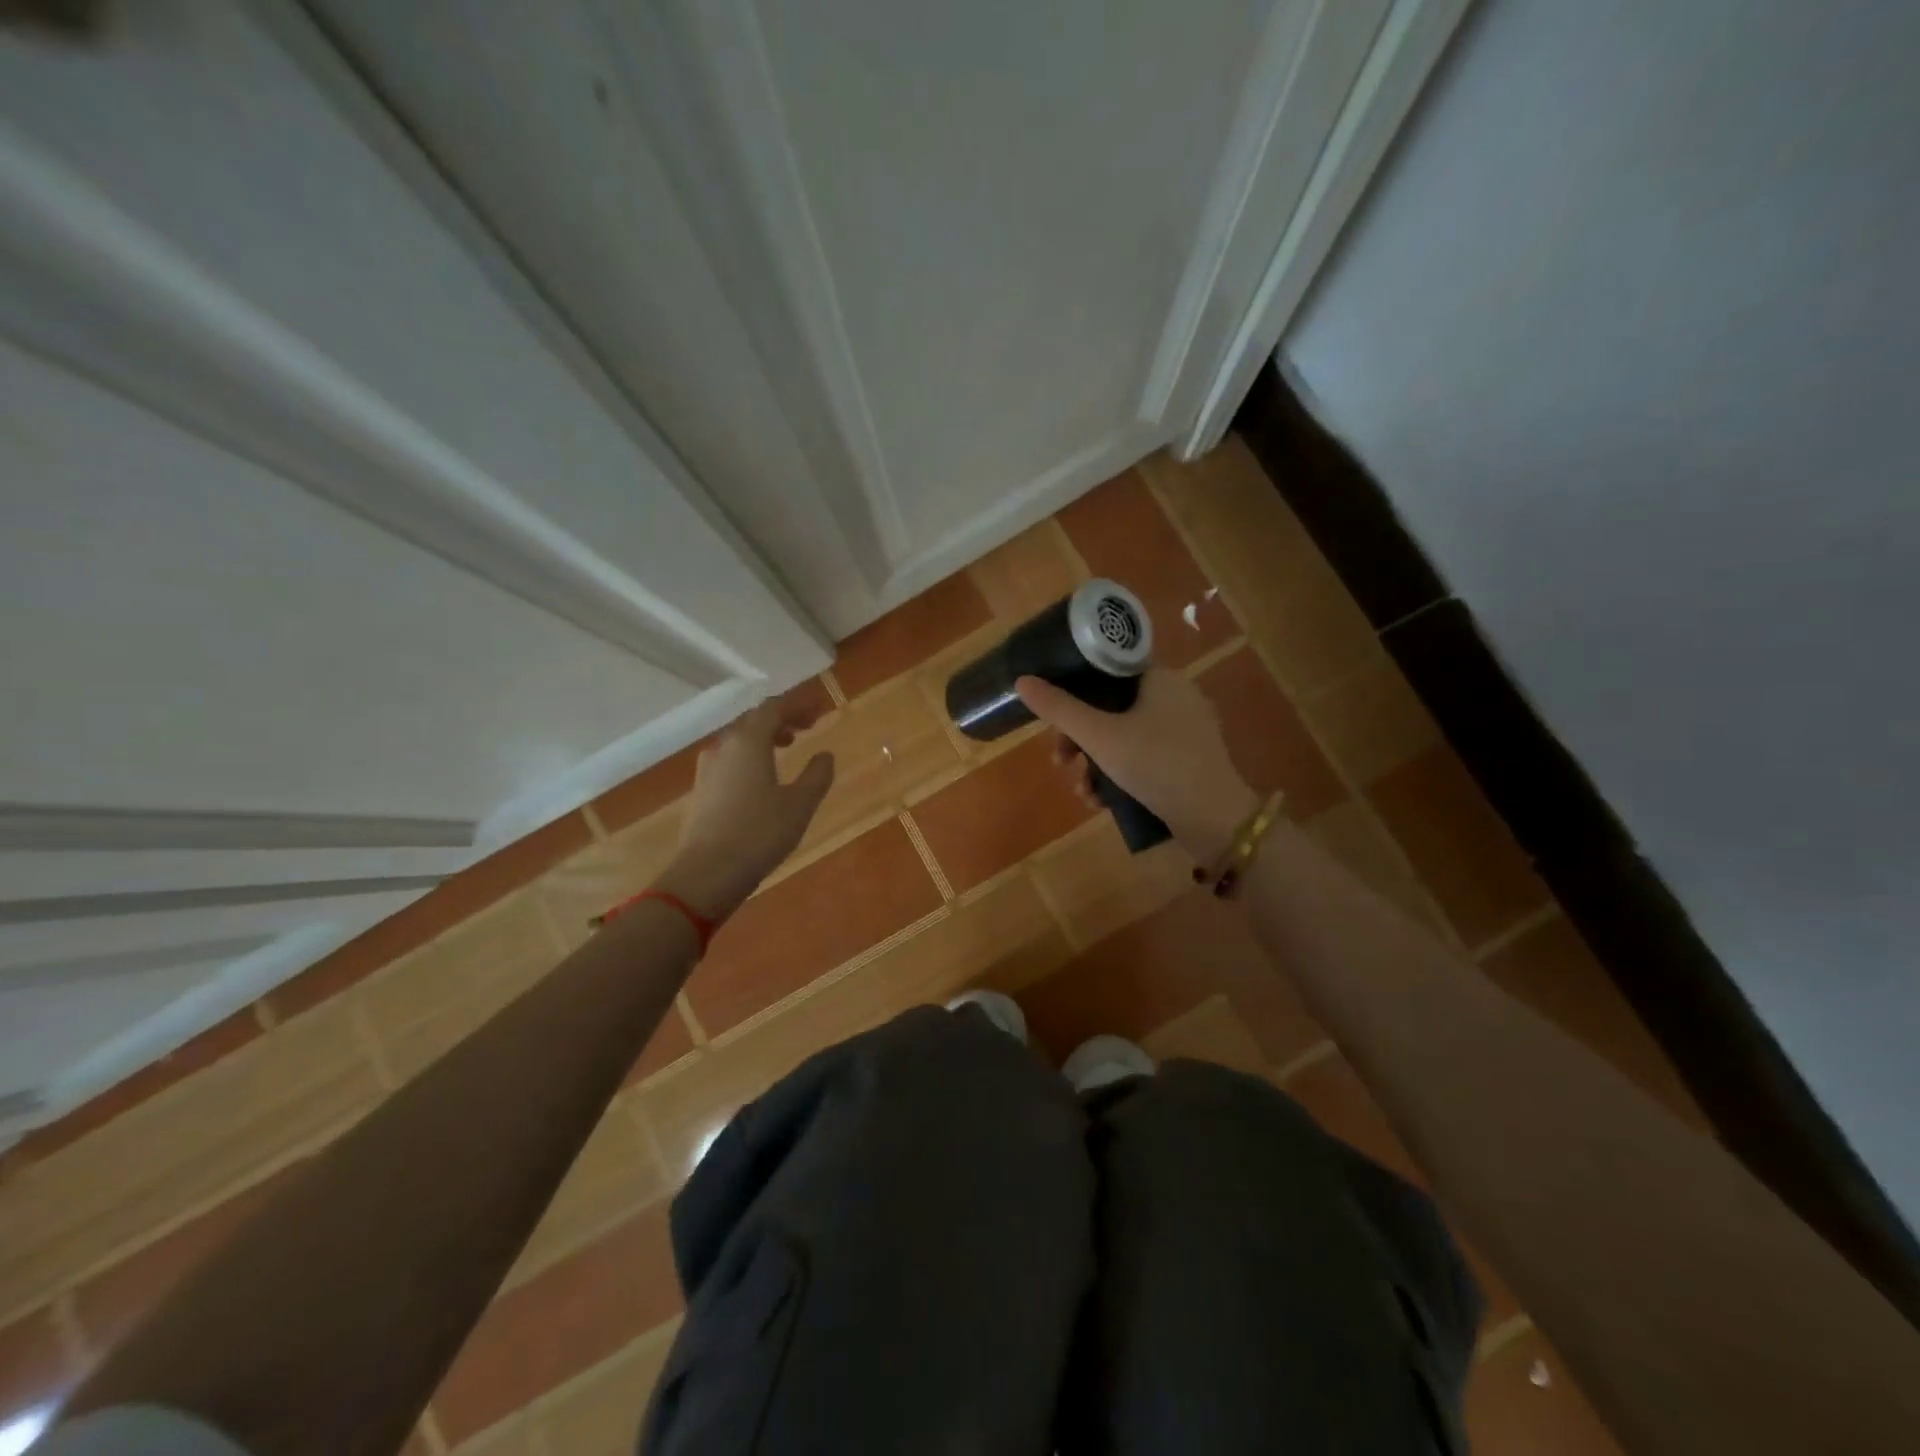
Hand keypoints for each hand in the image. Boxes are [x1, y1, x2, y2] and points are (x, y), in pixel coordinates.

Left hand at [659, 694, 835, 919]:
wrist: (707, 874)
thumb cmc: (760, 833)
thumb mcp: (800, 805)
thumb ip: (816, 775)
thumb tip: (825, 755)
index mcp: (749, 741)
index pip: (774, 708)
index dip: (798, 705)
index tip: (819, 710)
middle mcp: (724, 746)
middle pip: (754, 719)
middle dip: (782, 718)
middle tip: (808, 726)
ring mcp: (708, 768)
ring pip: (739, 739)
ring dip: (765, 736)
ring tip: (787, 746)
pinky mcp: (701, 790)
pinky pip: (730, 758)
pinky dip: (750, 755)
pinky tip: (762, 775)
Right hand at [1015, 669, 1255, 861]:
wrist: (1215, 818)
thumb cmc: (1155, 765)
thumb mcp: (1099, 737)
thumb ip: (1059, 709)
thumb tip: (1022, 680)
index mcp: (1160, 678)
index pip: (1106, 670)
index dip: (1073, 691)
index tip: (1054, 721)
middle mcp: (1176, 696)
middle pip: (1111, 707)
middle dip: (1079, 739)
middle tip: (1061, 763)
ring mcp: (1186, 730)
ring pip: (1124, 735)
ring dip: (1095, 763)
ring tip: (1082, 792)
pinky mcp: (1189, 759)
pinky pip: (1143, 756)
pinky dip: (1120, 773)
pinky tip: (1103, 801)